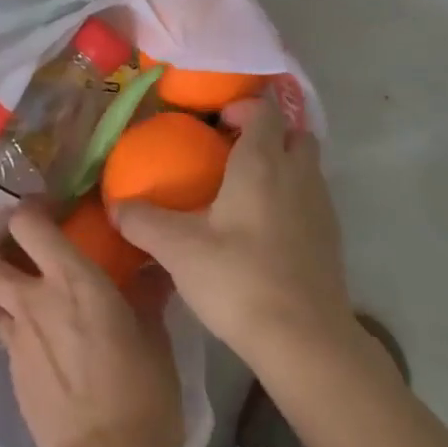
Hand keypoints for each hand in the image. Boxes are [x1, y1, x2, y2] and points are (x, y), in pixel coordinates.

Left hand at [0, 202, 183, 446]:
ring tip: (25, 296)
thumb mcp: (154, 335)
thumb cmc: (142, 390)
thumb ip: (145, 296)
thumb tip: (151, 272)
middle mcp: (34, 301)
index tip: (47, 210)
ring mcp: (16, 341)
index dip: (29, 210)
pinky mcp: (11, 376)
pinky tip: (43, 346)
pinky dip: (16, 330)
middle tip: (19, 251)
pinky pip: (5, 337)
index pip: (27, 223)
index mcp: (72, 279)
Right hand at [113, 95, 356, 368]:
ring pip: (306, 165)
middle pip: (293, 132)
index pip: (264, 109)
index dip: (243, 106)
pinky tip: (265, 230)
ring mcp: (321, 204)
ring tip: (246, 191)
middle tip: (233, 153)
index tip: (216, 123)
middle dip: (268, 133)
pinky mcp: (331, 236)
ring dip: (283, 165)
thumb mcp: (179, 250)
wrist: (305, 340)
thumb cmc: (239, 279)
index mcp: (262, 162)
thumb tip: (116, 206)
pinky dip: (293, 197)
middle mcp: (297, 173)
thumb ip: (143, 221)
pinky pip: (312, 197)